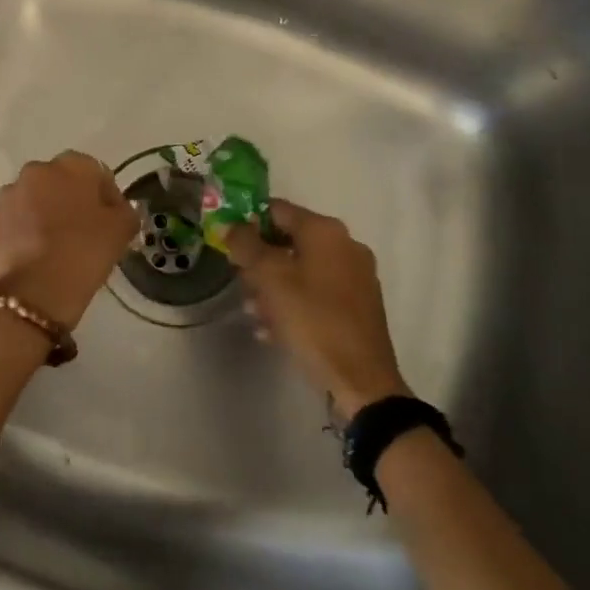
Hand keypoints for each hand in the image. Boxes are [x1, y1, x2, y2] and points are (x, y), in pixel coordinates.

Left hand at [0, 152, 137, 330]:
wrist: (32, 297)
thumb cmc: (83, 256)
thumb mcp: (121, 231)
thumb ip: (124, 210)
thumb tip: (116, 207)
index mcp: (70, 167)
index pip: (93, 171)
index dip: (104, 195)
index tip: (109, 221)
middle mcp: (33, 172)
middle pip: (56, 182)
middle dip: (66, 201)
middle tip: (78, 234)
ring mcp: (3, 196)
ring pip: (26, 201)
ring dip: (36, 216)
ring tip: (47, 249)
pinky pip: (3, 223)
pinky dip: (11, 234)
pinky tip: (22, 258)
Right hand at [225, 198, 407, 419]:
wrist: (361, 379)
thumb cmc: (312, 319)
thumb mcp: (270, 278)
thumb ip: (246, 245)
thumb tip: (231, 226)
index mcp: (326, 231)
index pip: (277, 210)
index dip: (247, 222)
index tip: (228, 244)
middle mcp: (345, 246)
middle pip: (288, 242)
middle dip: (259, 262)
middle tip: (240, 284)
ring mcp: (355, 277)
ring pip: (301, 270)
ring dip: (272, 287)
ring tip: (254, 313)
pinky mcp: (358, 306)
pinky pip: (316, 294)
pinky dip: (293, 304)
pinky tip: (272, 330)